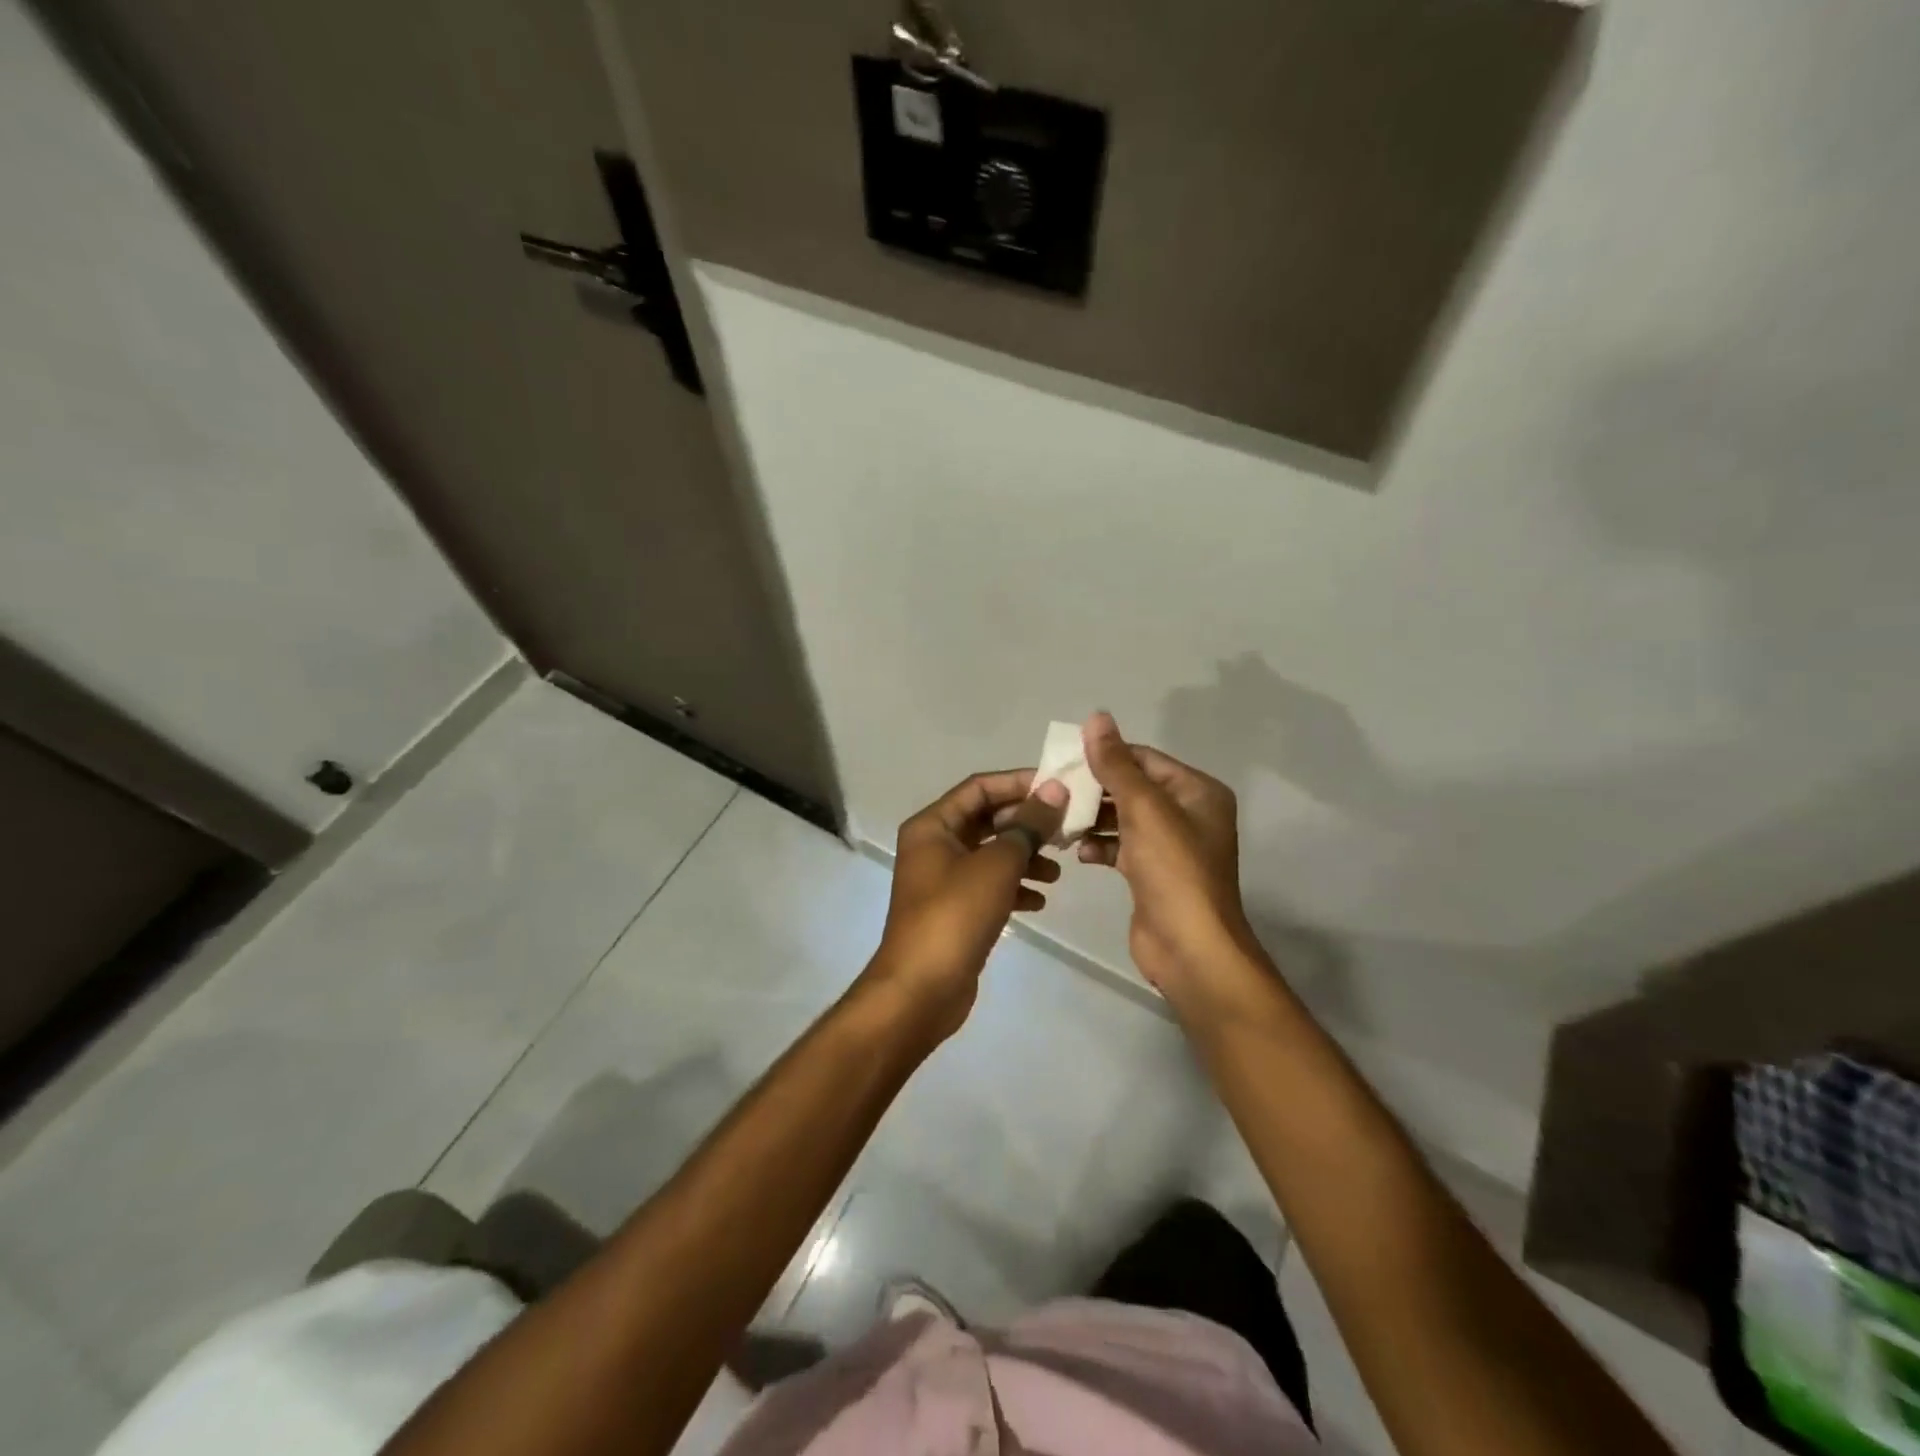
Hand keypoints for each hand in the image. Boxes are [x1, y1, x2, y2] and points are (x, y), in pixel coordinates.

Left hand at [865, 770, 1067, 1040]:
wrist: (921, 989)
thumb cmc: (955, 915)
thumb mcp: (997, 865)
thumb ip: (1028, 825)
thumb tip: (1055, 789)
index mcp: (932, 825)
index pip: (979, 787)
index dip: (1019, 783)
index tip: (1059, 787)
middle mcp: (934, 846)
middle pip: (987, 820)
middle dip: (1026, 824)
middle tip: (1066, 829)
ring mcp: (943, 880)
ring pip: (991, 855)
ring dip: (1024, 857)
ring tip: (1058, 871)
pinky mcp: (955, 910)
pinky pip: (989, 886)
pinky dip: (1014, 888)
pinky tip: (1040, 900)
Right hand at [1076, 712, 1262, 1003]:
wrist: (1190, 948)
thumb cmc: (1173, 870)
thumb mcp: (1144, 809)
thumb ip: (1116, 764)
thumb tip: (1096, 718)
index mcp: (1197, 792)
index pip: (1144, 759)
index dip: (1106, 755)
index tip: (1063, 759)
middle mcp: (1188, 814)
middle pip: (1132, 787)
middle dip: (1094, 788)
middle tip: (1053, 789)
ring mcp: (1170, 846)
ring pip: (1123, 818)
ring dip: (1092, 817)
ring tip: (1058, 819)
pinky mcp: (1152, 874)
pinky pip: (1121, 847)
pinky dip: (1099, 845)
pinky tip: (1077, 851)